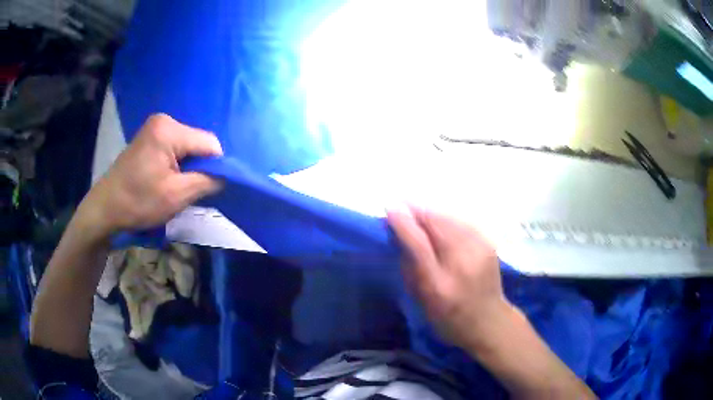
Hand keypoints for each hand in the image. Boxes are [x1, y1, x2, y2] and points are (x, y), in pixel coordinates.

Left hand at [79, 113, 223, 237]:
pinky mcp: (150, 136)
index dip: (216, 165)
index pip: (209, 142)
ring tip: (176, 185)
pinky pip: (176, 147)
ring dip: (189, 166)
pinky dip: (178, 163)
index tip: (209, 187)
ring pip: (188, 145)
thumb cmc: (138, 202)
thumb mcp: (177, 196)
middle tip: (189, 189)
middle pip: (198, 142)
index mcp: (169, 130)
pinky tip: (168, 178)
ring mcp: (155, 127)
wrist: (105, 208)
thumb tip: (228, 174)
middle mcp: (164, 120)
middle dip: (200, 165)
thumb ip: (208, 181)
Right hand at [387, 206, 510, 348]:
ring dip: (431, 211)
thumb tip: (397, 231)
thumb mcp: (421, 299)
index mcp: (440, 284)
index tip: (389, 207)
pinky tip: (440, 220)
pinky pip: (462, 220)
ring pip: (450, 216)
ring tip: (418, 211)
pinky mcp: (489, 242)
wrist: (489, 321)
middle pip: (437, 222)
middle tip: (401, 206)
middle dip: (416, 210)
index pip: (419, 244)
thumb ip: (408, 264)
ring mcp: (480, 249)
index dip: (403, 222)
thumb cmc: (449, 317)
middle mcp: (462, 262)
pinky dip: (447, 217)